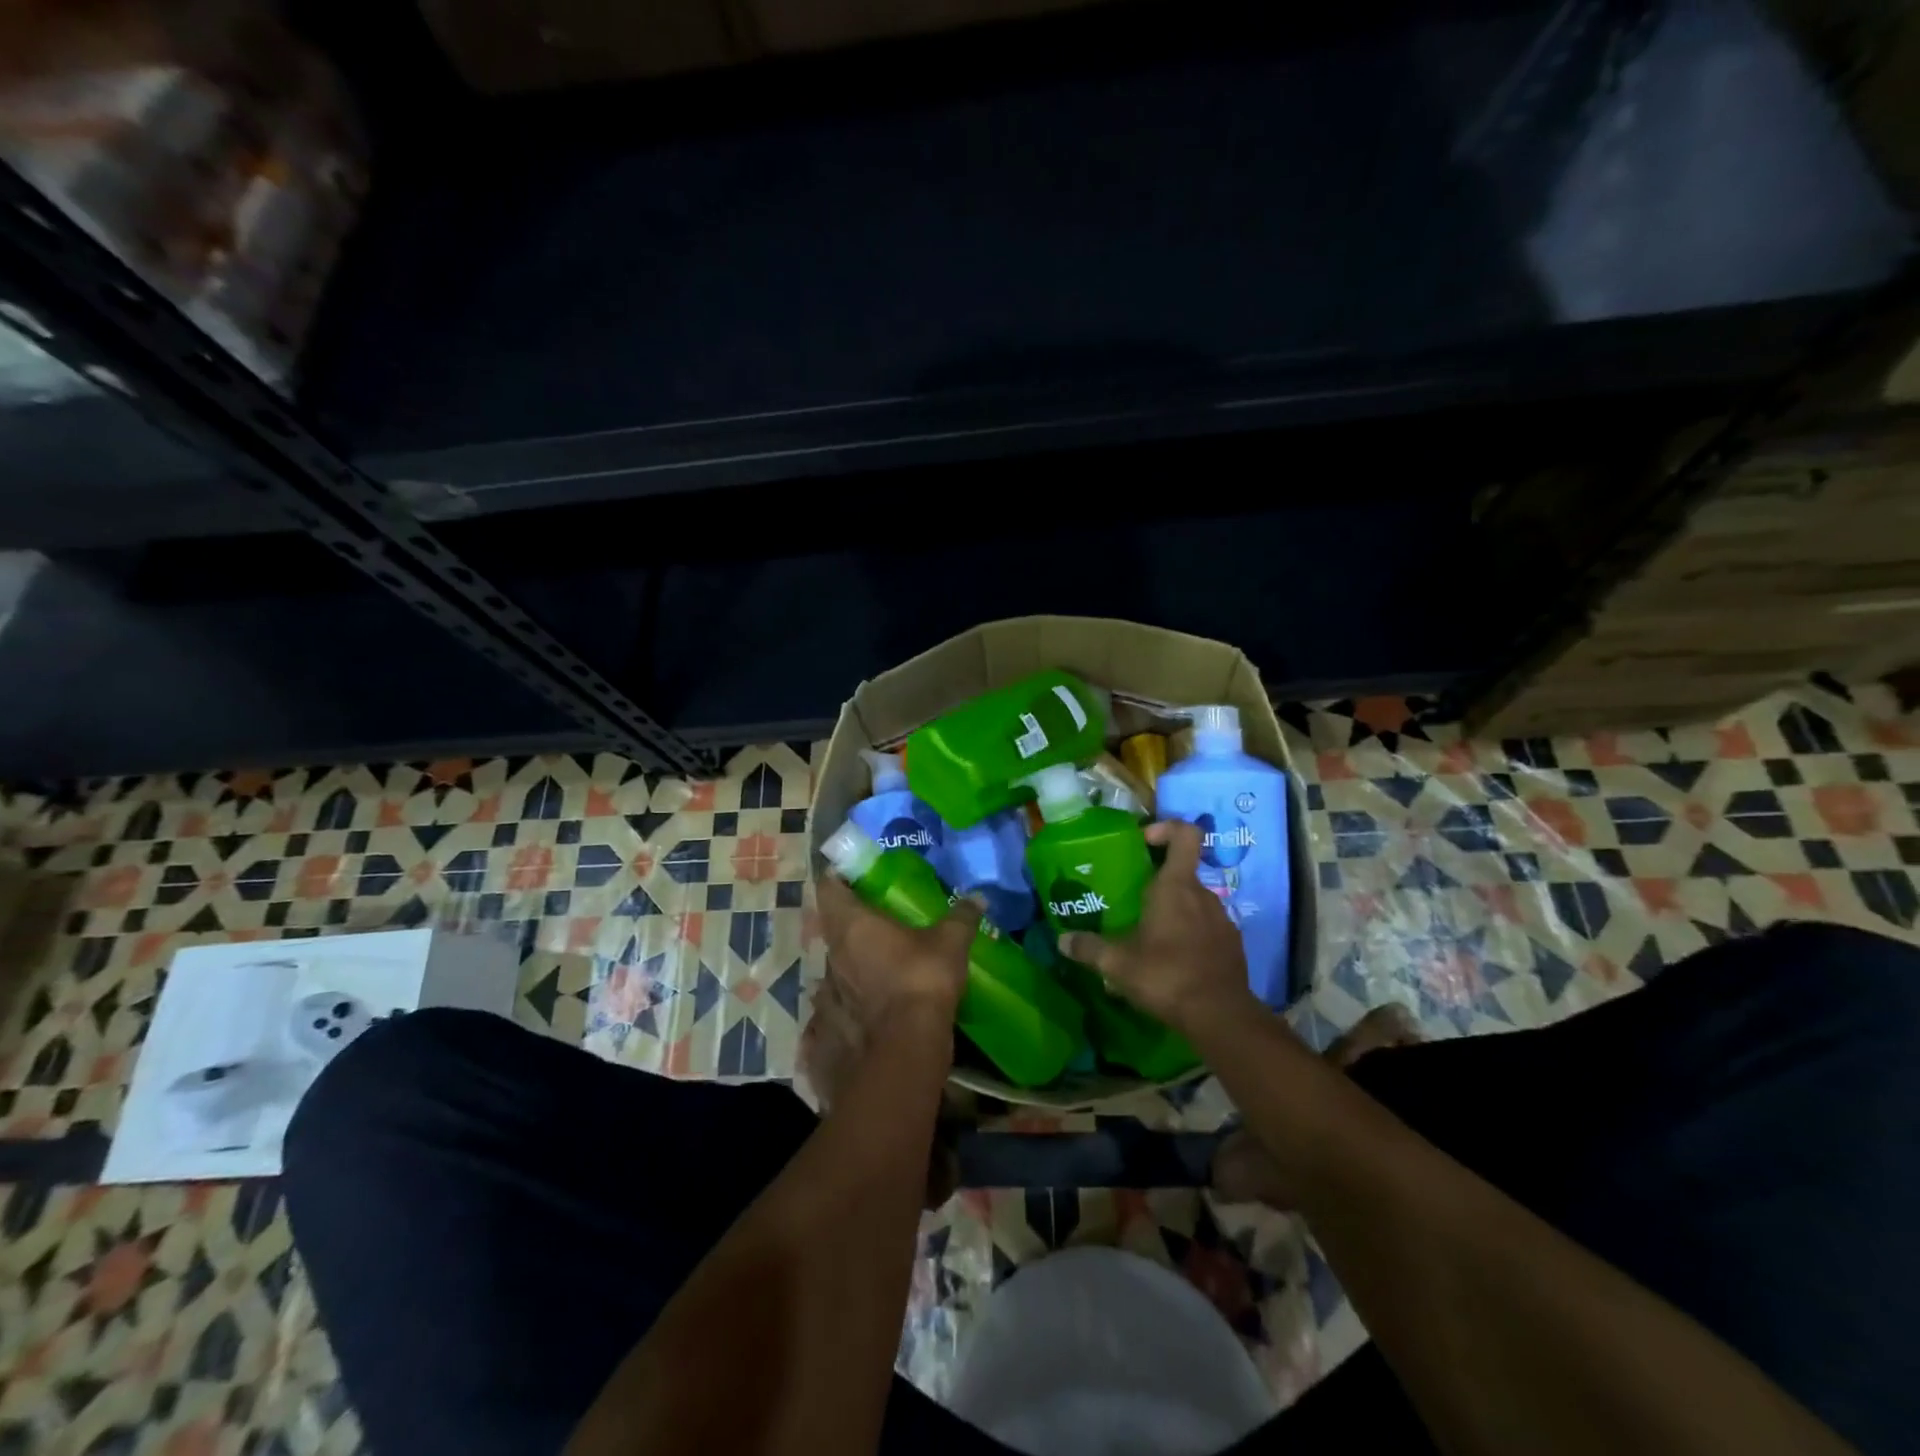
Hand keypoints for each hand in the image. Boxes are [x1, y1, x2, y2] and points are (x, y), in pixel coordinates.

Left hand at [815, 875, 980, 1042]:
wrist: (906, 1049)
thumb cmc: (922, 981)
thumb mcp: (950, 943)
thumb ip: (962, 916)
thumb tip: (979, 897)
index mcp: (852, 924)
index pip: (828, 887)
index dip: (838, 878)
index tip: (855, 876)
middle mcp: (833, 953)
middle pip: (832, 926)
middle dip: (850, 920)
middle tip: (877, 918)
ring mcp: (828, 991)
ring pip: (834, 964)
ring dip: (850, 959)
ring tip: (876, 961)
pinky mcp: (829, 1025)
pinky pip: (833, 1002)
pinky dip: (846, 998)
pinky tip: (867, 1002)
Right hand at [1058, 820, 1254, 1033]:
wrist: (1221, 1017)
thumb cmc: (1166, 976)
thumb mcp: (1117, 964)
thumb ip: (1089, 948)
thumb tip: (1062, 940)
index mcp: (1176, 887)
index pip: (1185, 835)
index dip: (1166, 829)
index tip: (1144, 842)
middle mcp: (1203, 895)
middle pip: (1182, 872)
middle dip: (1158, 882)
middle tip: (1132, 902)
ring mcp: (1222, 919)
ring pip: (1194, 902)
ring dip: (1174, 911)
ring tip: (1150, 937)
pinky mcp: (1232, 944)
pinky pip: (1207, 927)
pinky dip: (1190, 934)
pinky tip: (1173, 960)